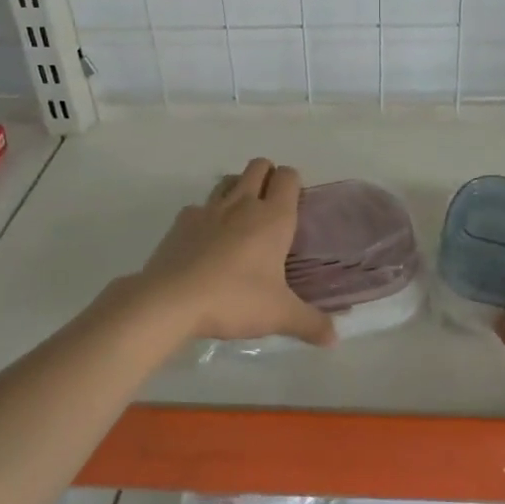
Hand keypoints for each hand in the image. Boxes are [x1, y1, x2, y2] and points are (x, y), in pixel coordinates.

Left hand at [134, 158, 336, 345]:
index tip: (296, 206)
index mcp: (273, 217)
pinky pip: (199, 207)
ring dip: (238, 189)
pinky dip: (207, 217)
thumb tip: (334, 337)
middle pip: (259, 166)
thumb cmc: (234, 299)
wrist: (170, 300)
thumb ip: (311, 323)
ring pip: (228, 180)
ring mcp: (209, 209)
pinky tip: (206, 242)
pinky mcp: (181, 221)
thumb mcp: (279, 315)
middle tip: (271, 209)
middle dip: (267, 176)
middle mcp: (243, 203)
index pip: (288, 176)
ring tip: (241, 220)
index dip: (294, 184)